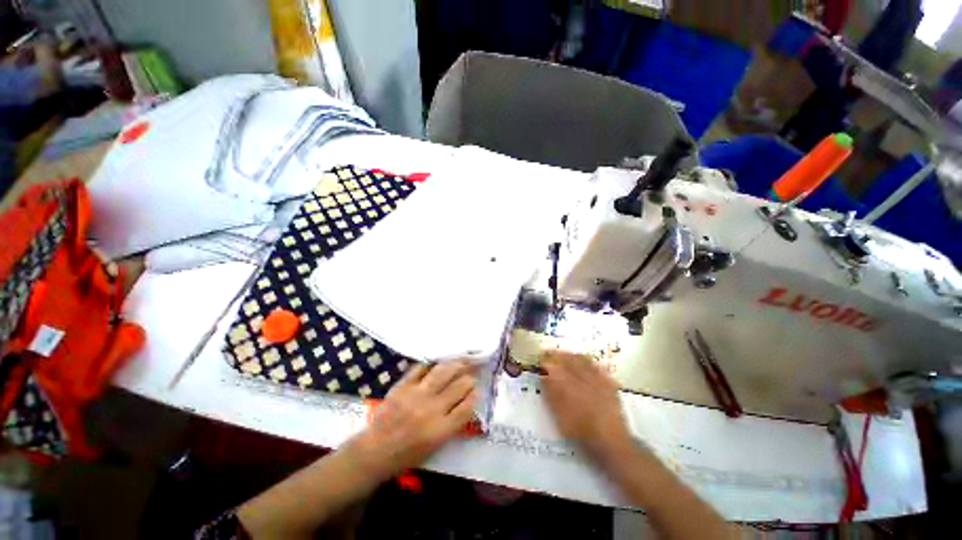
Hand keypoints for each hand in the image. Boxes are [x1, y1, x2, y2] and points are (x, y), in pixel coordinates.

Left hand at [348, 361, 476, 479]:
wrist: (374, 452)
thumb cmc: (407, 455)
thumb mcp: (435, 446)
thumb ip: (452, 423)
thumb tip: (465, 401)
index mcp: (441, 429)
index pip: (467, 406)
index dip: (475, 395)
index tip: (477, 389)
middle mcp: (432, 409)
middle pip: (459, 386)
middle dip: (469, 378)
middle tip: (471, 373)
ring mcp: (417, 395)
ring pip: (443, 372)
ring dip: (455, 364)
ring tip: (461, 360)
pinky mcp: (403, 386)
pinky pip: (421, 368)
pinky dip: (432, 363)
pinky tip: (439, 361)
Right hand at [541, 351, 631, 457]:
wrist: (610, 441)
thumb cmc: (579, 430)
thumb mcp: (558, 414)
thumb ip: (550, 392)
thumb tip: (544, 376)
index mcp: (564, 381)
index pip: (551, 363)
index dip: (545, 360)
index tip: (540, 360)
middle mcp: (580, 374)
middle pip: (566, 357)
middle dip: (557, 354)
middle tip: (550, 353)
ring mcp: (596, 377)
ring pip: (581, 358)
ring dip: (571, 355)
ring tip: (566, 356)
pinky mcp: (608, 382)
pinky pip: (596, 366)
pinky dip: (588, 362)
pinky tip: (586, 363)